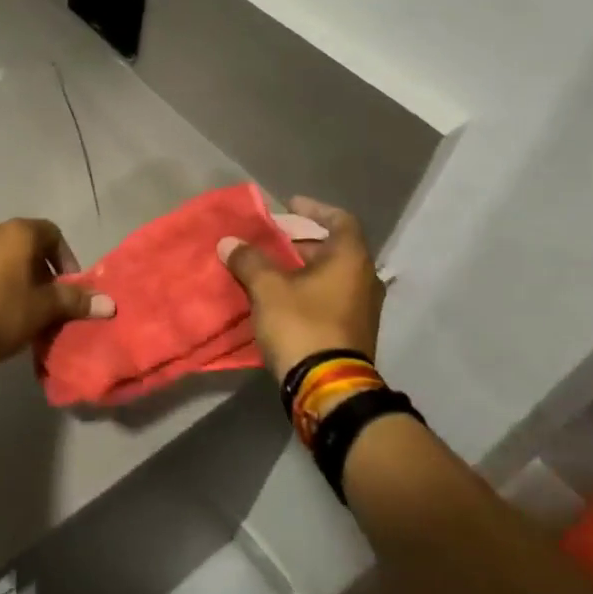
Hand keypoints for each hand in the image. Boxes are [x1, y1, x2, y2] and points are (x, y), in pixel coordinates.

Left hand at [0, 219, 113, 380]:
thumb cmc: (1, 315)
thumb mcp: (44, 309)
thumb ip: (76, 301)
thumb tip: (110, 303)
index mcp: (16, 232)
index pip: (52, 233)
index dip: (65, 258)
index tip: (68, 287)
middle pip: (24, 244)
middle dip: (40, 270)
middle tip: (47, 301)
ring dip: (14, 277)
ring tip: (20, 310)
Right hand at [219, 195, 384, 380]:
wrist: (328, 387)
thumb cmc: (302, 325)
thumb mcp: (268, 288)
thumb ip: (249, 260)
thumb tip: (229, 243)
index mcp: (350, 259)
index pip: (339, 220)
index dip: (313, 209)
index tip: (288, 206)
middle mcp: (363, 279)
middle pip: (332, 247)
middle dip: (298, 240)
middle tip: (268, 238)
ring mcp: (361, 308)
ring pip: (329, 274)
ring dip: (300, 267)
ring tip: (267, 266)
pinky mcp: (351, 331)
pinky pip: (328, 296)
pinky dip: (305, 288)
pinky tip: (278, 295)